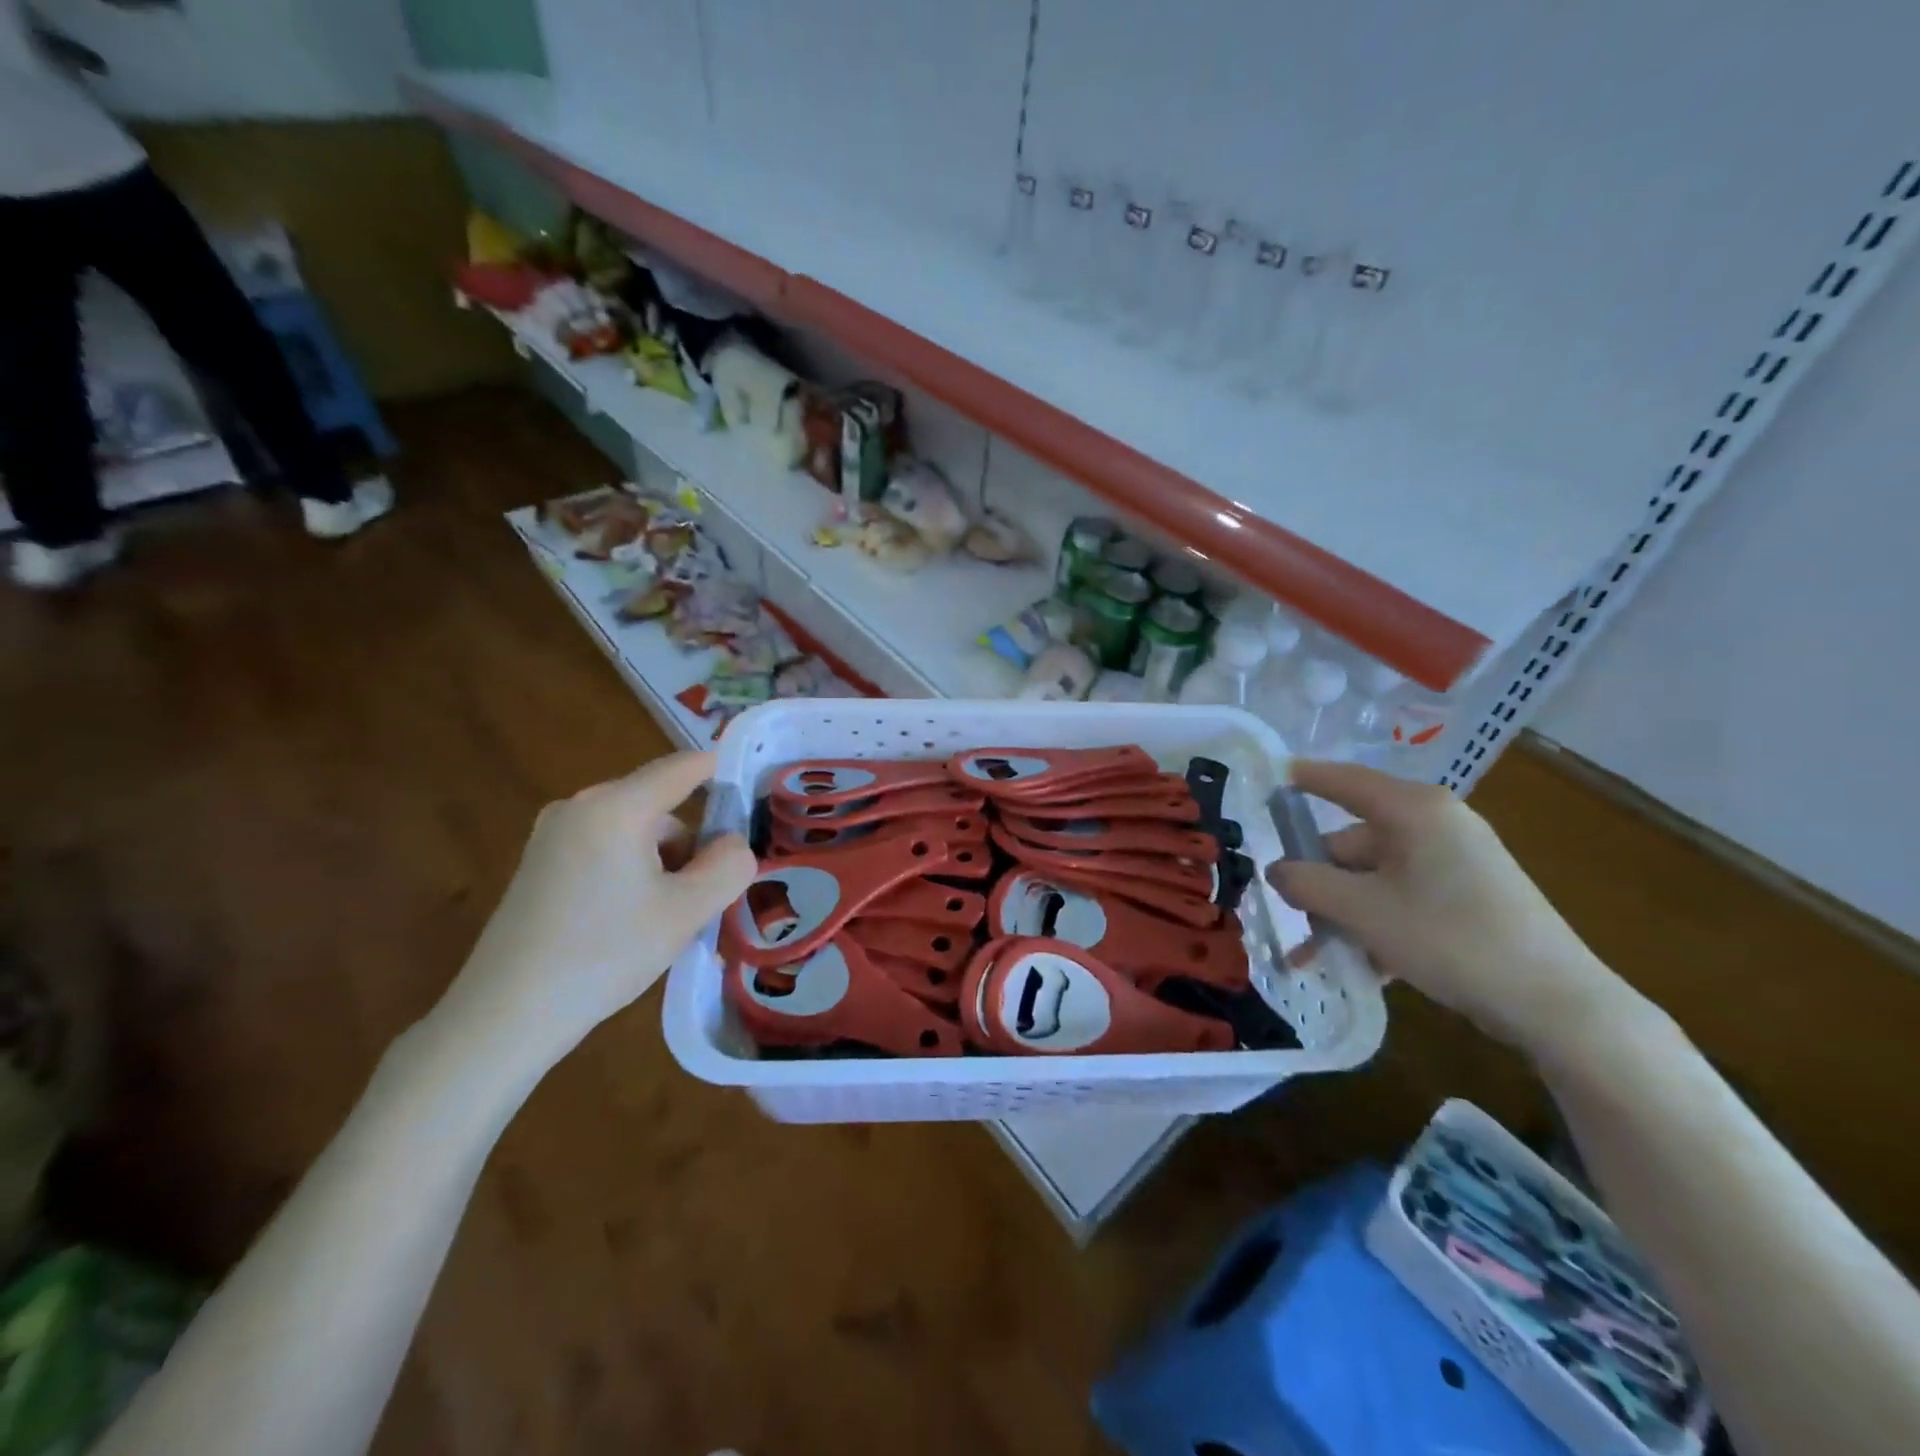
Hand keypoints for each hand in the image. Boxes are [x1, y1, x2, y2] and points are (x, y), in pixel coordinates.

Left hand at [437, 751, 755, 1072]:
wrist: (505, 1015)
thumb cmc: (604, 954)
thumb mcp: (687, 912)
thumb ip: (729, 866)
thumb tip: (734, 843)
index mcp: (616, 807)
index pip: (683, 767)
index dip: (723, 771)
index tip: (753, 792)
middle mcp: (581, 806)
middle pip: (660, 805)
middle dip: (691, 843)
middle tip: (706, 895)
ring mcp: (553, 834)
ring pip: (634, 831)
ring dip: (662, 863)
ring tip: (665, 919)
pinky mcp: (540, 863)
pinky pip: (606, 848)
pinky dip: (632, 872)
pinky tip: (628, 922)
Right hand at [1266, 760, 1643, 1059]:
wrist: (1557, 1003)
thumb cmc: (1450, 938)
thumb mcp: (1363, 910)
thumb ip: (1307, 884)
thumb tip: (1276, 870)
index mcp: (1413, 811)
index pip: (1344, 780)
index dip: (1302, 778)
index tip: (1266, 778)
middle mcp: (1435, 825)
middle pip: (1353, 841)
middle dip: (1318, 881)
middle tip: (1288, 916)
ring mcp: (1455, 861)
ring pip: (1374, 877)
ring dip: (1342, 913)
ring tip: (1316, 957)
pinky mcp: (1469, 896)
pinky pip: (1403, 898)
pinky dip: (1377, 925)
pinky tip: (1363, 965)